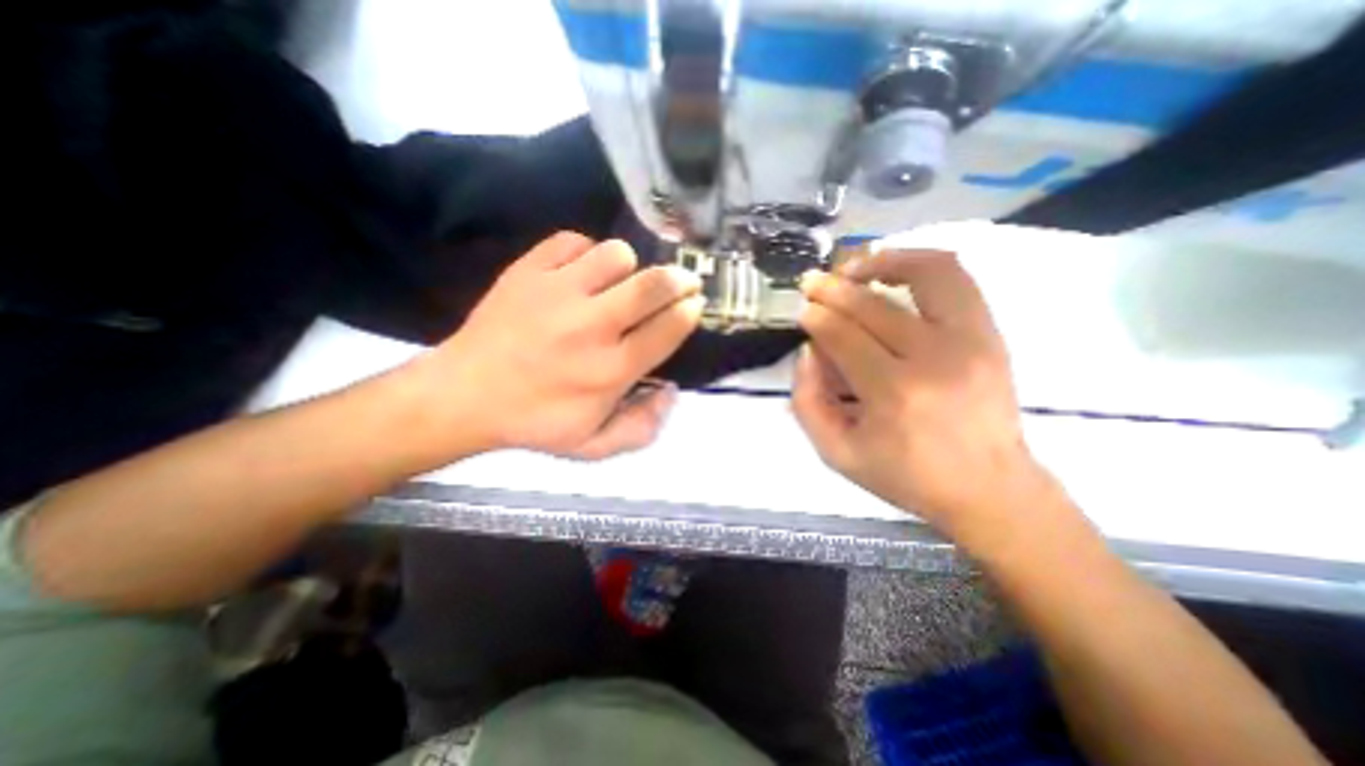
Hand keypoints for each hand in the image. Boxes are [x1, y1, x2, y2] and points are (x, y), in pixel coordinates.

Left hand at [412, 229, 704, 459]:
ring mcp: (557, 293)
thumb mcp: (593, 447)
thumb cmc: (534, 422)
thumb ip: (642, 427)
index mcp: (610, 371)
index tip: (693, 305)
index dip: (689, 311)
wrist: (464, 395)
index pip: (668, 329)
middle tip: (683, 281)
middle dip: (678, 279)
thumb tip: (671, 391)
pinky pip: (573, 241)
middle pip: (652, 285)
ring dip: (629, 267)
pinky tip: (580, 273)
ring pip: (616, 254)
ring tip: (620, 282)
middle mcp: (591, 327)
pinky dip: (585, 252)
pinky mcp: (528, 271)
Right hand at [798, 254, 1046, 546]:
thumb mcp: (836, 452)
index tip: (801, 309)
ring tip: (853, 266)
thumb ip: (808, 400)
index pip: (843, 336)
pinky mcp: (991, 333)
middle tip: (812, 283)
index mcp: (894, 395)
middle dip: (832, 287)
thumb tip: (809, 350)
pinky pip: (956, 278)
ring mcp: (972, 341)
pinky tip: (892, 268)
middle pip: (873, 304)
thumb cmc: (905, 475)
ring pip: (926, 273)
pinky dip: (920, 262)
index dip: (815, 316)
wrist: (988, 489)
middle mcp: (936, 359)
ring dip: (882, 260)